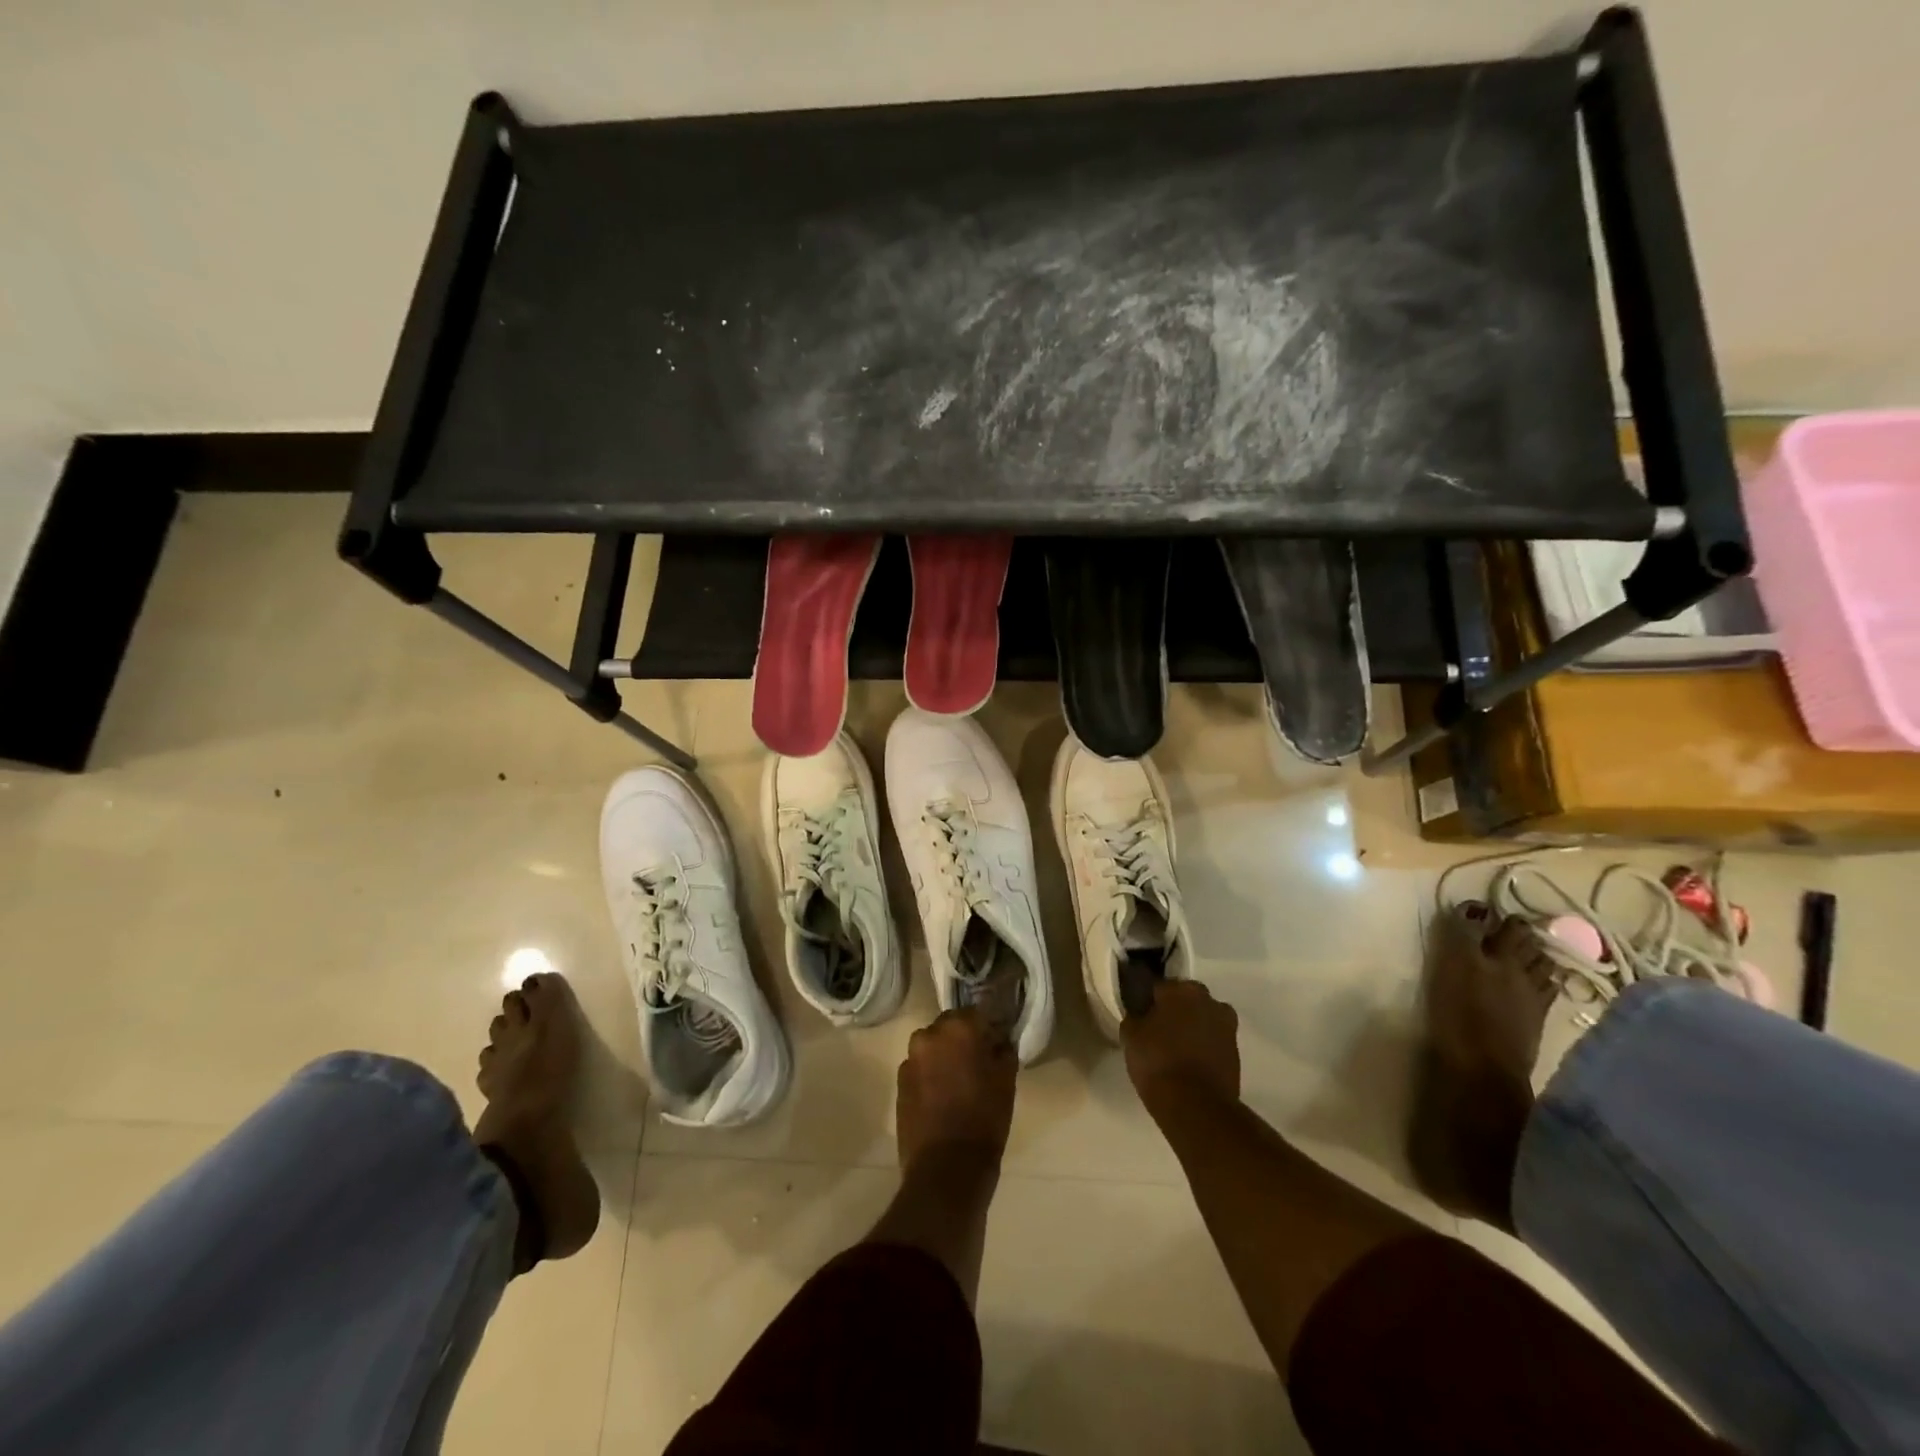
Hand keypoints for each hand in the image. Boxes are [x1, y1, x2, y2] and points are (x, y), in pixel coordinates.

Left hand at [896, 1008, 1016, 1172]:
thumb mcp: (1006, 1081)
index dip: (987, 1027)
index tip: (995, 1042)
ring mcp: (910, 1058)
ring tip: (958, 1080)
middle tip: (977, 1060)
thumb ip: (1003, 1050)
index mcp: (958, 1028)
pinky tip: (941, 1096)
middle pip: (949, 1026)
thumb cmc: (984, 1119)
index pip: (976, 1012)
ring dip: (943, 1055)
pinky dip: (929, 1074)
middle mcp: (929, 1035)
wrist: (946, 1167)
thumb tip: (999, 1040)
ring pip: (931, 1046)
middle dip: (962, 1038)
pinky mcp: (899, 1082)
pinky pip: (919, 1067)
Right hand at [1121, 978, 1240, 1113]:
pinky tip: (1189, 1062)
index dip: (1148, 1000)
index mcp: (1180, 990)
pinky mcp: (1236, 1051)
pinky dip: (1204, 1046)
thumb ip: (1135, 1017)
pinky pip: (1213, 1040)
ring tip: (1176, 1048)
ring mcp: (1226, 1026)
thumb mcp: (1130, 1036)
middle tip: (1158, 1030)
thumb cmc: (1157, 1062)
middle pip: (1185, 999)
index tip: (1140, 1014)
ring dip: (1192, 1026)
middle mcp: (1208, 1000)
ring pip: (1203, 1018)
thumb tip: (1140, 1014)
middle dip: (1174, 1010)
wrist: (1196, 1106)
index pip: (1159, 987)